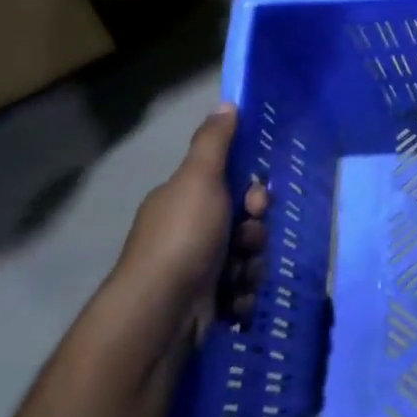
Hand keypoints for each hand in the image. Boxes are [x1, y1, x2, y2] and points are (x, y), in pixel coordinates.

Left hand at [113, 104, 268, 341]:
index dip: (252, 192)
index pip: (230, 186)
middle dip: (255, 233)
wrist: (160, 313)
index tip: (255, 202)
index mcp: (182, 202)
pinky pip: (242, 290)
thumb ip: (214, 143)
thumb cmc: (183, 238)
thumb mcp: (199, 180)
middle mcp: (187, 233)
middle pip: (244, 223)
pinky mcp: (205, 304)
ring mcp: (195, 270)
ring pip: (247, 257)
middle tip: (248, 242)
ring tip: (240, 277)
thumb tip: (225, 103)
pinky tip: (235, 300)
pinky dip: (243, 294)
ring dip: (252, 265)